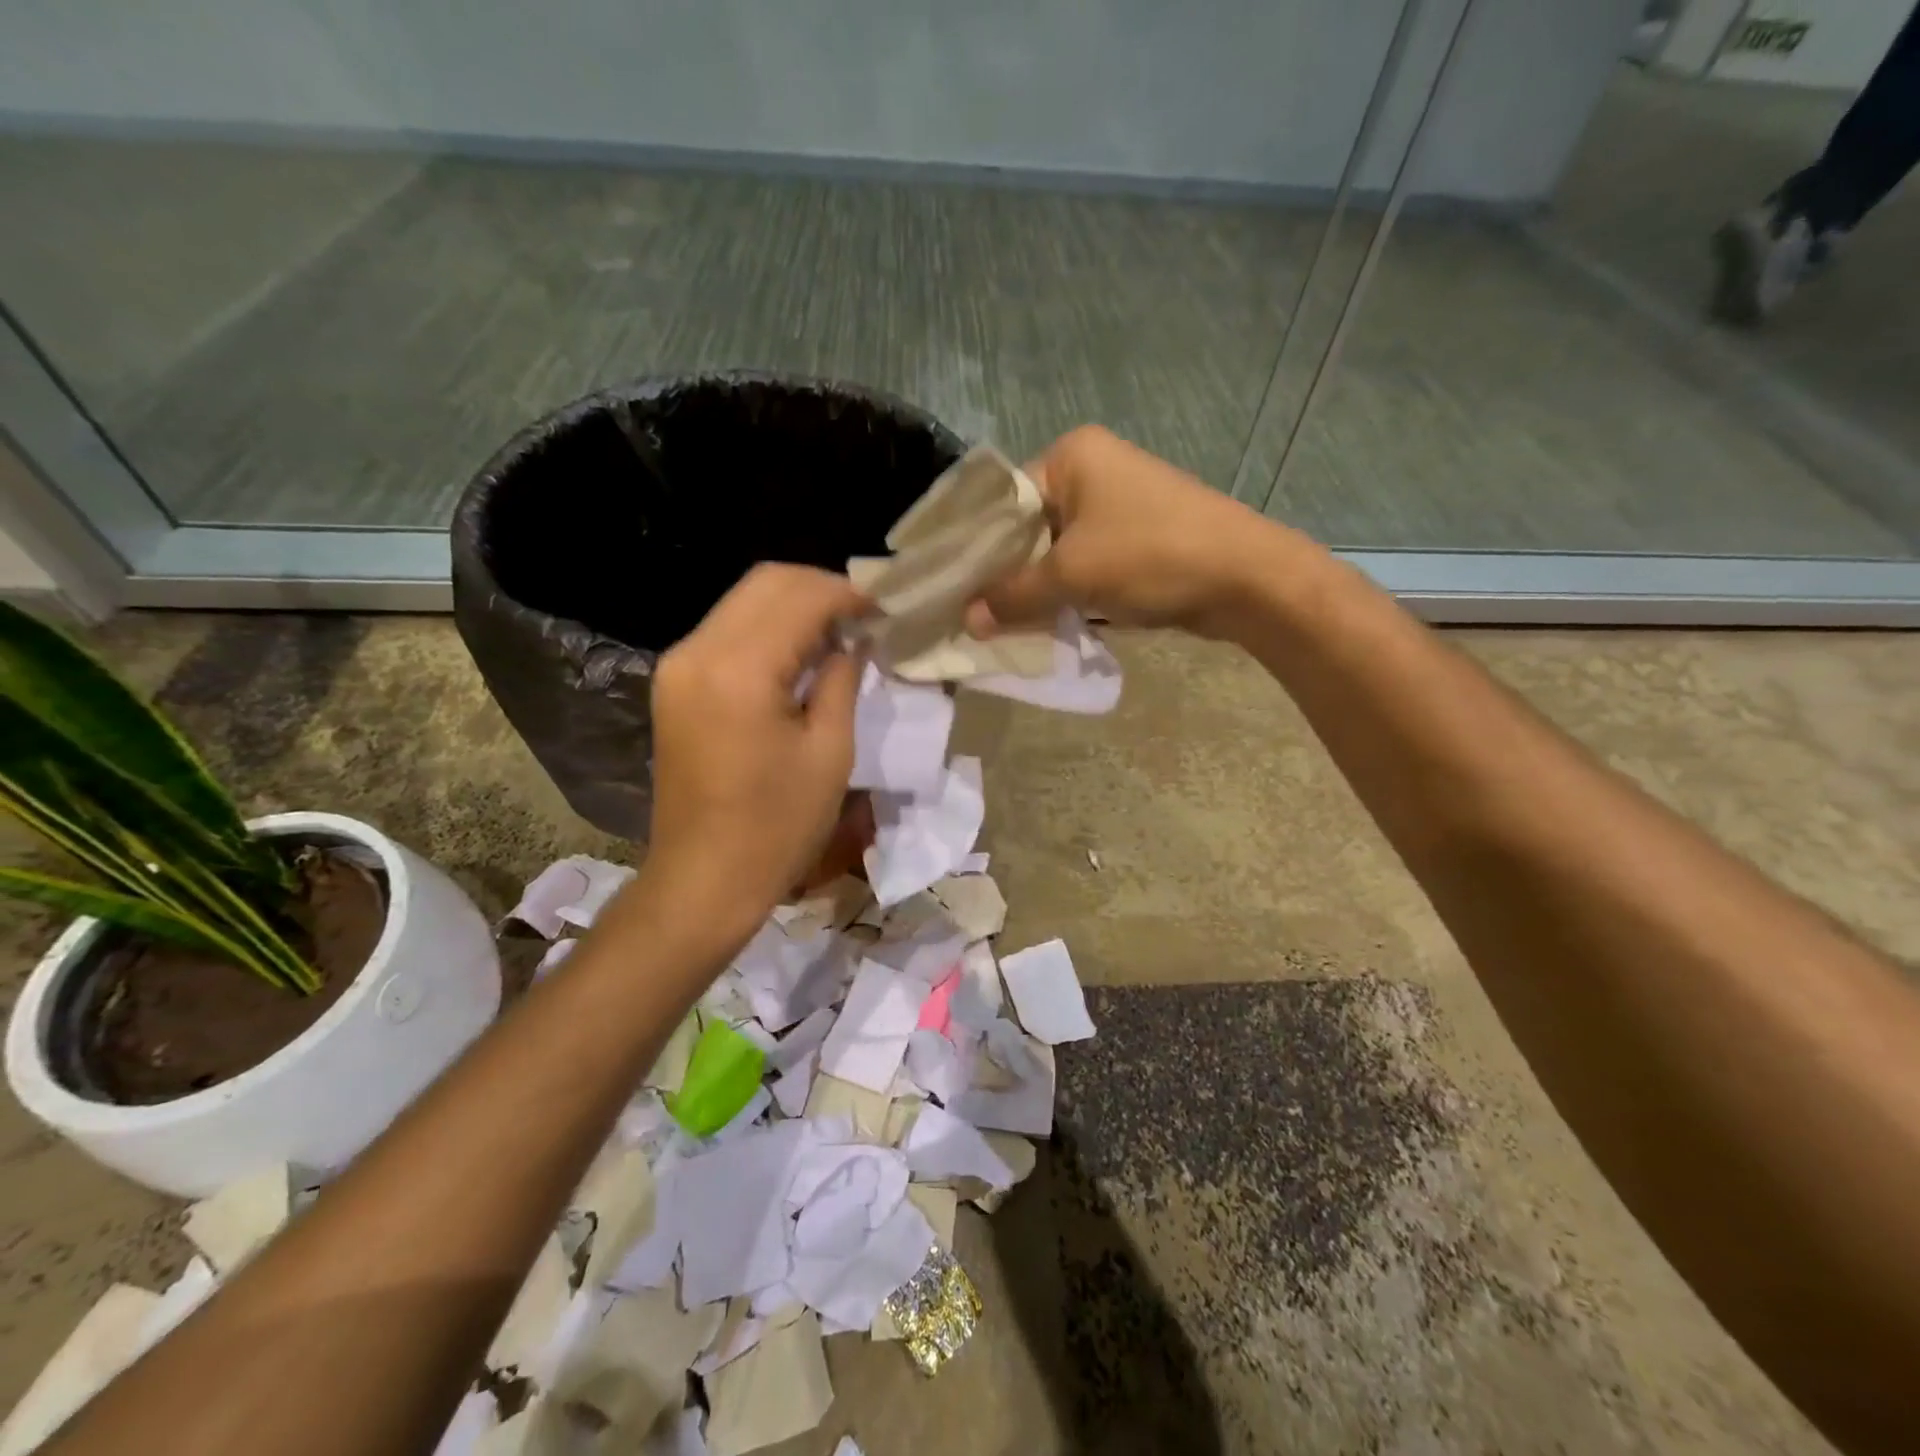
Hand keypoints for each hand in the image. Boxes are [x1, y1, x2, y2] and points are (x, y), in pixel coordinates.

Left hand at [638, 564, 863, 951]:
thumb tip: (853, 641)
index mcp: (739, 670)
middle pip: (766, 582)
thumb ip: (840, 680)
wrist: (704, 879)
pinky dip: (768, 629)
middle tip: (864, 618)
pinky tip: (800, 655)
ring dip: (794, 606)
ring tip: (839, 634)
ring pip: (744, 601)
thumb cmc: (778, 826)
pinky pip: (727, 631)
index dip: (850, 594)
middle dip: (821, 589)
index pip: (800, 596)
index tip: (886, 611)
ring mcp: (678, 665)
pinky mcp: (674, 683)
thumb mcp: (829, 752)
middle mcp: (697, 651)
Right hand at [964, 425, 1291, 640]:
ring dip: (1035, 586)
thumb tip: (967, 621)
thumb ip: (1013, 597)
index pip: (1001, 499)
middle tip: (970, 612)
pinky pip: (1083, 563)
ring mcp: (1117, 504)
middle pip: (1027, 526)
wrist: (1246, 578)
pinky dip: (1065, 590)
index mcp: (1071, 456)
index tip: (950, 587)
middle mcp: (1091, 470)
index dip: (975, 546)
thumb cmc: (1150, 557)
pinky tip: (1043, 621)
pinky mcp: (1136, 537)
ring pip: (1055, 549)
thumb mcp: (1071, 576)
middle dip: (1004, 572)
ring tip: (999, 623)